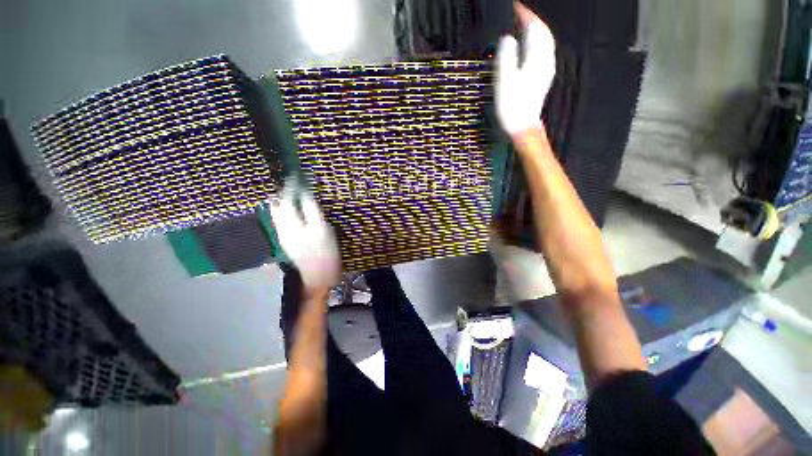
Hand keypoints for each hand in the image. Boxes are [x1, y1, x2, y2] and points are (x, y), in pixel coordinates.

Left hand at [269, 178, 340, 289]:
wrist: (319, 275)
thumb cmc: (325, 251)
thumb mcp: (322, 228)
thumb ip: (312, 210)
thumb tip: (304, 194)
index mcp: (292, 223)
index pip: (287, 199)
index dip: (291, 186)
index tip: (296, 176)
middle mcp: (282, 227)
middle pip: (277, 206)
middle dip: (283, 193)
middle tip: (293, 185)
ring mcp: (283, 235)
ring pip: (277, 213)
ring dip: (282, 202)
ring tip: (291, 194)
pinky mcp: (286, 241)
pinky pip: (281, 221)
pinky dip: (284, 212)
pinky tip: (293, 211)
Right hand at [495, 2, 555, 138]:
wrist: (522, 127)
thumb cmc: (512, 106)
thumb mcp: (505, 81)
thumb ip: (506, 57)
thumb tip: (507, 38)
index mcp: (537, 58)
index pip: (534, 28)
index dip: (524, 15)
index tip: (513, 6)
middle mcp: (545, 60)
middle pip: (542, 33)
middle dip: (531, 21)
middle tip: (516, 15)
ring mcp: (545, 70)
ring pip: (543, 42)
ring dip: (533, 32)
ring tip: (520, 27)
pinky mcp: (542, 78)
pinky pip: (541, 53)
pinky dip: (534, 44)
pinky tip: (526, 48)